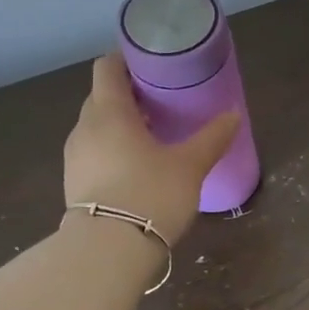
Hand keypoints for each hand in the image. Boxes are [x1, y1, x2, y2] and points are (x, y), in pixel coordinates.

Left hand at [61, 54, 238, 243]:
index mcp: (109, 112)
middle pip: (102, 97)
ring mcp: (75, 157)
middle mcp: (85, 128)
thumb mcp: (190, 165)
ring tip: (153, 135)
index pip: (107, 68)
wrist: (109, 250)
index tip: (151, 63)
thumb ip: (212, 138)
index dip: (126, 59)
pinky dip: (113, 149)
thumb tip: (233, 115)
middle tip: (160, 101)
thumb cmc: (151, 194)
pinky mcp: (75, 184)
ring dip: (120, 125)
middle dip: (128, 95)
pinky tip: (137, 166)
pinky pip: (94, 152)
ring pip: (97, 127)